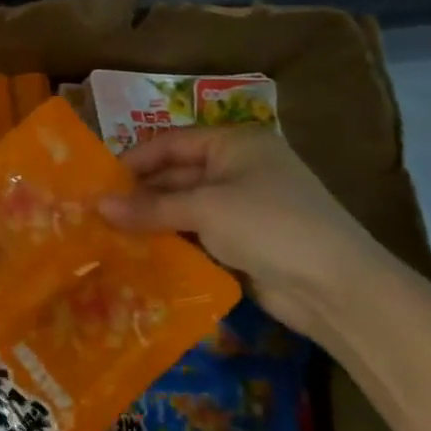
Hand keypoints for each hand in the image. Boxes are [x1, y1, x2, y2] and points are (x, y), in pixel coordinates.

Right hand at [98, 125, 403, 345]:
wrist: (336, 287)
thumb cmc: (269, 224)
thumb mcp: (205, 208)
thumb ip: (151, 207)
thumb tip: (97, 207)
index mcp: (235, 143)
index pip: (171, 143)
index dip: (134, 160)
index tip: (96, 183)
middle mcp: (237, 168)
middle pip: (176, 175)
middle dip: (139, 194)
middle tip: (95, 213)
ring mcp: (242, 207)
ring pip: (184, 208)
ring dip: (152, 221)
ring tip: (108, 235)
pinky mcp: (243, 242)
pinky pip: (197, 235)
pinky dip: (171, 242)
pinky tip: (139, 254)